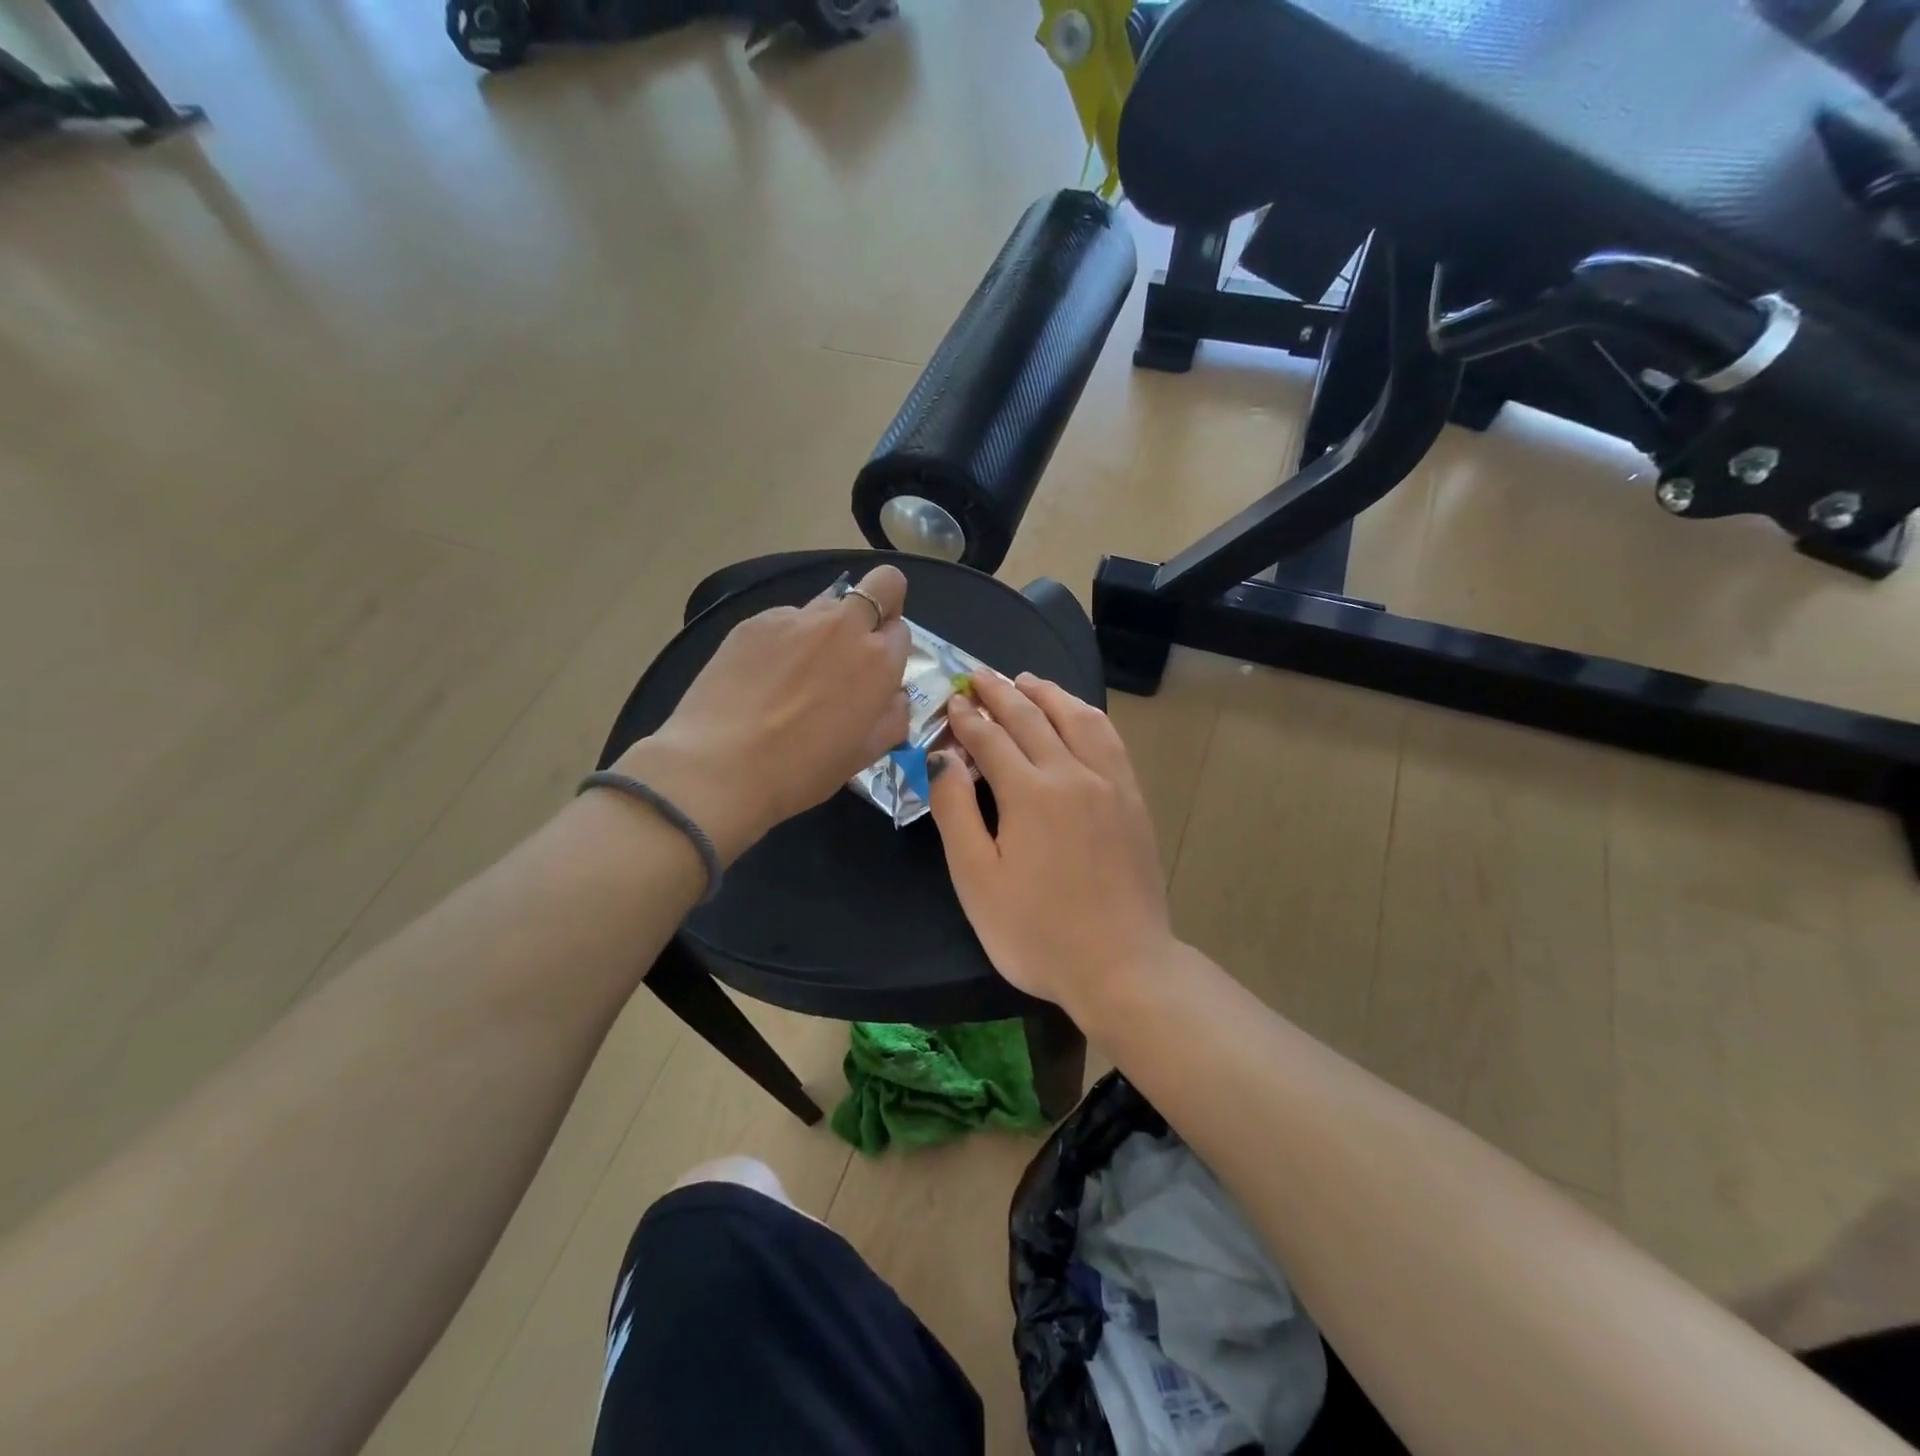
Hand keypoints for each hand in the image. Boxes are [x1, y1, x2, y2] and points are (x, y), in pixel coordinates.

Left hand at [612, 565, 910, 863]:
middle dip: (880, 603)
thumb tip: (892, 696)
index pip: (903, 630)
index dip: (891, 650)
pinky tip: (761, 677)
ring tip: (796, 672)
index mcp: (879, 661)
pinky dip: (784, 640)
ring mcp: (796, 618)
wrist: (719, 768)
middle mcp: (844, 626)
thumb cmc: (802, 771)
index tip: (875, 673)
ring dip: (826, 628)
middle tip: (855, 643)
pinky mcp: (755, 621)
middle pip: (882, 584)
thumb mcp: (865, 755)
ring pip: (828, 603)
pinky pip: (785, 620)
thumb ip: (892, 716)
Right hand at [927, 669, 1178, 1013]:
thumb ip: (954, 810)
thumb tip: (943, 756)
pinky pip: (1109, 739)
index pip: (991, 738)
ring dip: (1048, 694)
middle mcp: (1072, 773)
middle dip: (1001, 693)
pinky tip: (1079, 714)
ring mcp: (1110, 783)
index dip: (967, 718)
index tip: (952, 701)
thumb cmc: (1035, 932)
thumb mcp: (975, 879)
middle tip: (980, 676)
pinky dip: (1087, 715)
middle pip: (1032, 718)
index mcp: (1030, 792)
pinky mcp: (1133, 799)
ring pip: (1077, 718)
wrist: (1121, 965)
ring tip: (1027, 681)